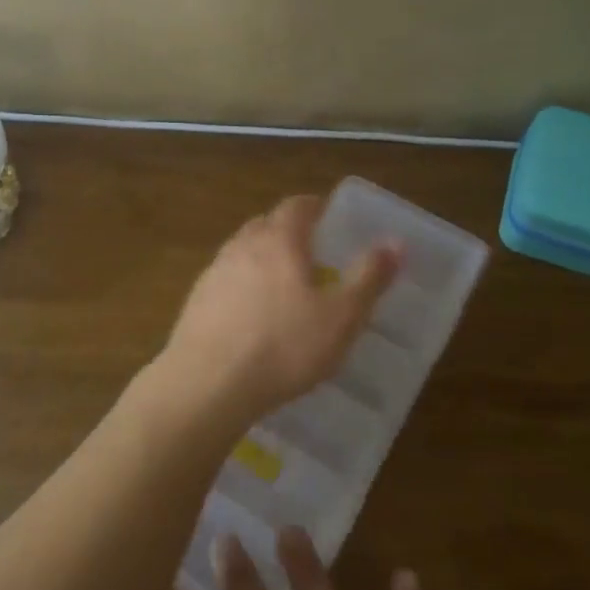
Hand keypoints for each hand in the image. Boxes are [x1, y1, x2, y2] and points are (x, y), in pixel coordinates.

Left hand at [155, 195, 400, 432]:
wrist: (208, 383)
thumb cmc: (284, 346)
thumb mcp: (341, 317)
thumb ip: (368, 278)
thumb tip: (395, 242)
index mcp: (279, 240)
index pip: (296, 206)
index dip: (314, 206)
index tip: (327, 216)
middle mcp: (242, 246)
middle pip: (265, 225)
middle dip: (287, 231)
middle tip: (310, 251)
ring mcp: (213, 273)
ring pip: (242, 253)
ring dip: (262, 259)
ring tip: (282, 285)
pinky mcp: (195, 302)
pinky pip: (225, 282)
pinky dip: (242, 287)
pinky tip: (251, 316)